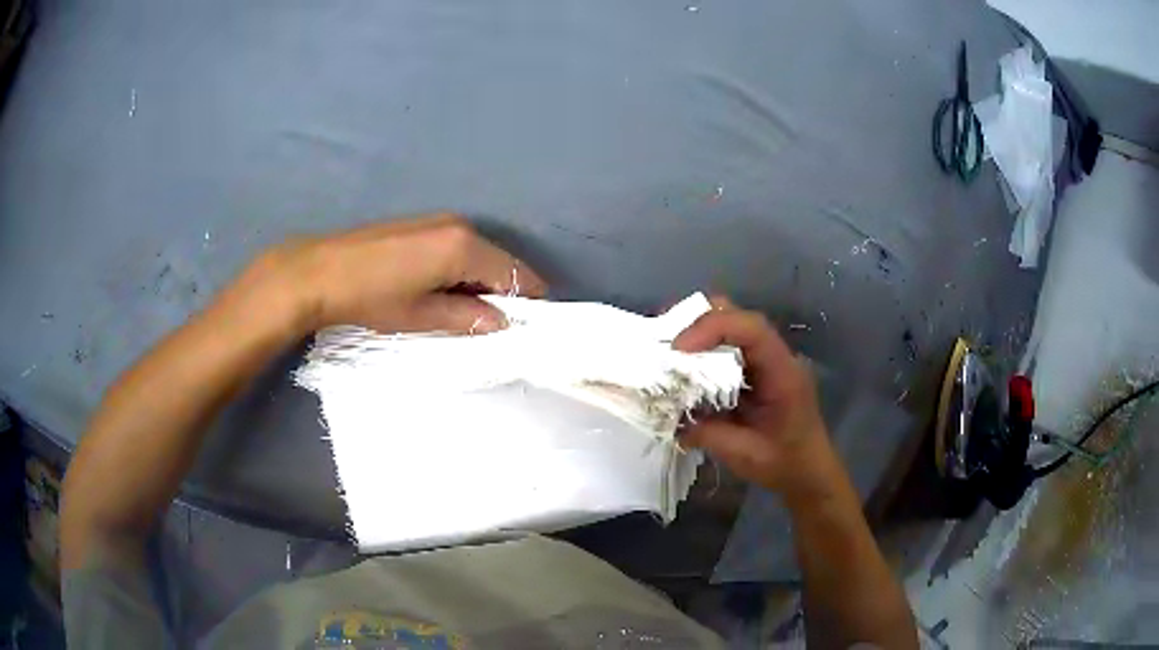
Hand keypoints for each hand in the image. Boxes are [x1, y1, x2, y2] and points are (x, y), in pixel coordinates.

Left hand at [225, 214, 546, 336]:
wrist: (320, 271)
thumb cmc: (371, 297)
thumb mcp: (421, 316)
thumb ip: (467, 318)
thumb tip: (501, 323)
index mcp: (464, 247)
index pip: (515, 273)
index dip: (527, 301)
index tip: (528, 327)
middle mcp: (459, 226)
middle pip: (499, 261)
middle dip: (501, 293)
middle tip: (490, 326)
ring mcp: (439, 220)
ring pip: (478, 254)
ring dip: (479, 282)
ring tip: (461, 312)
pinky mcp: (422, 223)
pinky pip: (458, 247)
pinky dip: (461, 270)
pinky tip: (440, 290)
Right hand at [673, 298, 839, 506]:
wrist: (809, 472)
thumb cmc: (785, 463)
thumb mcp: (745, 455)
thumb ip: (708, 434)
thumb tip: (673, 420)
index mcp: (782, 372)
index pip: (751, 329)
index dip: (712, 328)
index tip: (679, 349)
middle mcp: (776, 357)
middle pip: (739, 317)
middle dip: (699, 321)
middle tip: (666, 340)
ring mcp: (767, 361)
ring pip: (732, 327)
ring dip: (699, 334)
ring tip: (669, 351)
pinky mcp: (757, 371)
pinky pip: (729, 347)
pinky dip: (704, 350)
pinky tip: (685, 368)